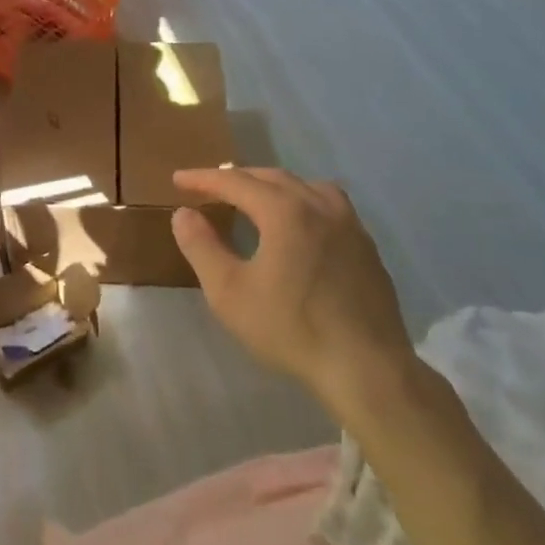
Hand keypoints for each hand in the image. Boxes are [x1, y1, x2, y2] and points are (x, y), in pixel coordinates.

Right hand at [171, 167, 419, 428]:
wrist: (366, 367)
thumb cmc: (290, 328)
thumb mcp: (229, 292)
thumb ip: (202, 247)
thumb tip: (183, 213)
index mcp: (285, 211)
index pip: (236, 182)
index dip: (204, 179)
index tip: (178, 179)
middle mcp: (320, 206)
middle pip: (272, 177)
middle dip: (237, 177)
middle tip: (210, 186)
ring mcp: (349, 225)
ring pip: (306, 186)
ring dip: (273, 185)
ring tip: (255, 197)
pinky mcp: (366, 247)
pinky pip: (329, 205)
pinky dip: (303, 200)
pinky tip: (299, 224)